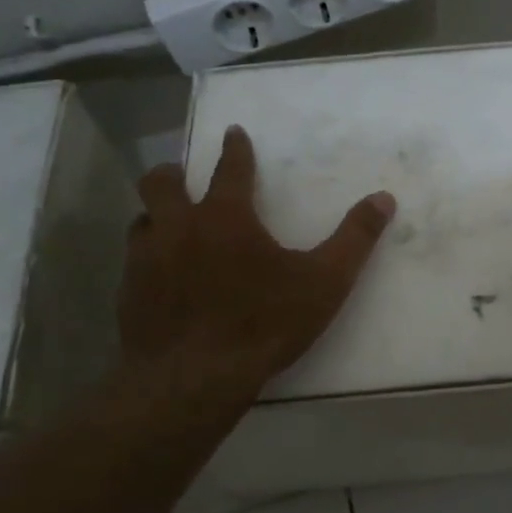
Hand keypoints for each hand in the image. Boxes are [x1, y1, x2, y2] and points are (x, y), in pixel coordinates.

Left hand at [119, 125, 394, 400]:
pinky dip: (148, 257)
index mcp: (225, 216)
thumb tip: (383, 198)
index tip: (233, 133)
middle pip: (162, 182)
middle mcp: (178, 227)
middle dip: (173, 173)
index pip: (230, 168)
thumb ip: (355, 238)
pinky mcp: (128, 293)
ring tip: (170, 225)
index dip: (235, 148)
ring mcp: (146, 259)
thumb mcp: (324, 282)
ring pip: (142, 220)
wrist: (194, 380)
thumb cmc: (263, 324)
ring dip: (156, 215)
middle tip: (183, 176)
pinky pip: (133, 261)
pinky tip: (160, 277)